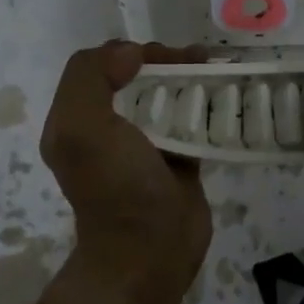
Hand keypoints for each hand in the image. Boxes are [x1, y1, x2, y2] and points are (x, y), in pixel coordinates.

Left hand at [41, 41, 211, 291]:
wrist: (149, 252)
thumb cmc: (116, 187)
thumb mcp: (83, 128)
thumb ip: (91, 79)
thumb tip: (129, 52)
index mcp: (77, 119)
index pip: (98, 65)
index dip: (128, 51)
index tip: (160, 57)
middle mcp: (107, 128)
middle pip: (135, 76)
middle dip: (165, 60)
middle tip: (197, 59)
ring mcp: (144, 144)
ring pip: (165, 95)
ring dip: (189, 77)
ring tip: (217, 68)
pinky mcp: (177, 158)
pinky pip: (190, 120)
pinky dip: (205, 104)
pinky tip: (225, 94)